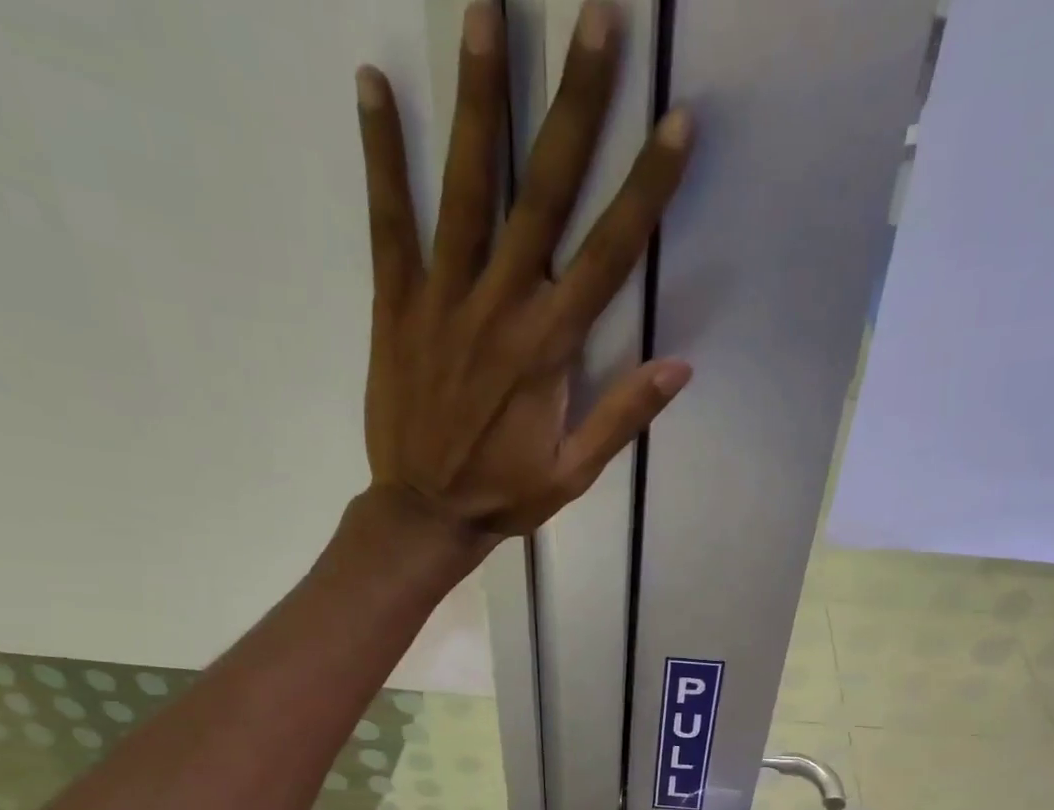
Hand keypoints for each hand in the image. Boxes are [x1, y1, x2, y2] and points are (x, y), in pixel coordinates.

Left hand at [357, 1, 692, 538]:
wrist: (423, 514)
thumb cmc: (504, 495)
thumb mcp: (574, 473)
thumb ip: (623, 417)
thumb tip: (680, 366)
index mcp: (548, 349)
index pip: (607, 254)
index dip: (644, 187)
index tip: (675, 120)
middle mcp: (499, 308)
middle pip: (543, 194)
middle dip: (574, 104)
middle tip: (594, 17)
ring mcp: (443, 299)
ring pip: (466, 187)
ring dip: (480, 98)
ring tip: (487, 9)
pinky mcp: (396, 305)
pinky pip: (388, 221)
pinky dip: (381, 153)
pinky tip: (373, 82)